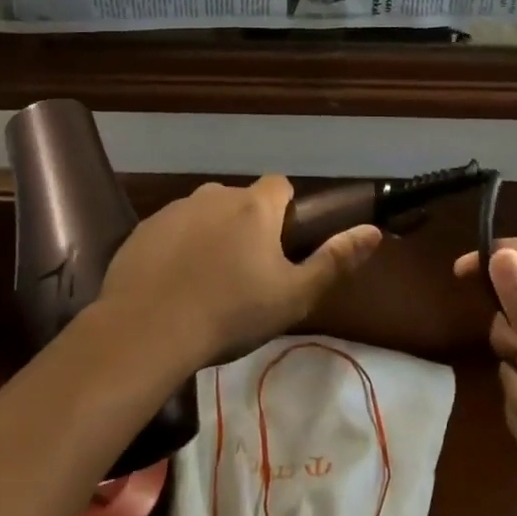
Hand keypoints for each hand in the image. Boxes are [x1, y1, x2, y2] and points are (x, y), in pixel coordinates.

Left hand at [101, 177, 381, 366]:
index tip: (282, 244)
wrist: (146, 330)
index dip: (286, 211)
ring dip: (212, 235)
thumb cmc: (230, 313)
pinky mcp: (143, 229)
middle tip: (246, 273)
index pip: (280, 185)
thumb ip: (335, 261)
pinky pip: (172, 231)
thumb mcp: (293, 296)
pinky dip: (178, 248)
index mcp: (254, 207)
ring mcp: (174, 210)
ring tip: (207, 283)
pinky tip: (173, 285)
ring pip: (204, 214)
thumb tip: (373, 231)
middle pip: (241, 200)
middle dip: (247, 225)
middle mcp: (214, 195)